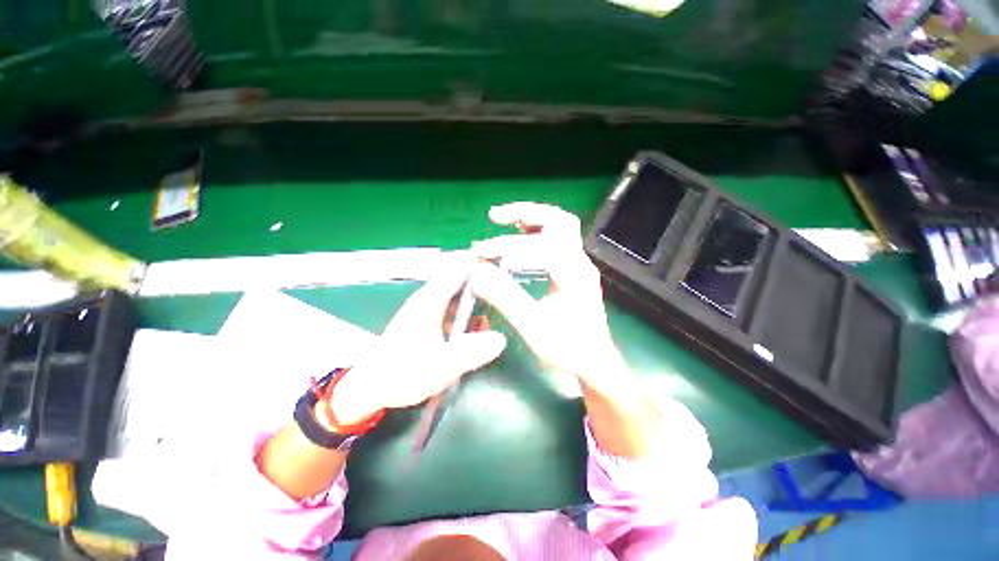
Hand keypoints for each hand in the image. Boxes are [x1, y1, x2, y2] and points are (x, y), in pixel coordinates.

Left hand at [331, 256, 506, 424]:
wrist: (371, 386)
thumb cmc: (404, 373)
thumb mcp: (442, 366)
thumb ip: (473, 352)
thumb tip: (501, 338)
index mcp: (430, 300)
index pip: (459, 269)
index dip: (481, 263)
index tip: (503, 266)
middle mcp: (428, 298)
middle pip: (459, 276)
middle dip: (482, 278)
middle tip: (506, 287)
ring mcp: (426, 307)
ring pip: (455, 290)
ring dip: (475, 293)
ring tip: (497, 301)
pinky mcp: (425, 318)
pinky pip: (450, 304)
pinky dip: (466, 307)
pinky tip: (477, 323)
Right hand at [469, 202, 626, 393]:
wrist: (595, 363)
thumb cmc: (568, 349)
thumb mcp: (534, 326)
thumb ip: (506, 298)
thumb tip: (478, 274)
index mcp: (573, 273)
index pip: (538, 245)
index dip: (505, 245)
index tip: (480, 253)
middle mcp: (579, 262)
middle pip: (558, 220)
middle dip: (525, 212)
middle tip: (496, 216)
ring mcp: (579, 265)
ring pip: (560, 227)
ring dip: (532, 220)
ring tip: (505, 222)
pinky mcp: (574, 271)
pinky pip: (557, 242)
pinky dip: (537, 234)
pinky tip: (521, 240)